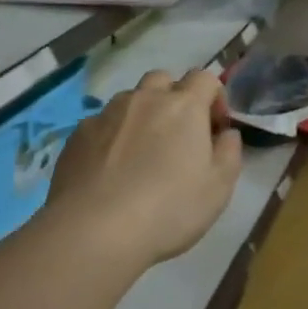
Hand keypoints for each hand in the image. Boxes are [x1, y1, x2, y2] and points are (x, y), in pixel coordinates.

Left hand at [45, 69, 243, 266]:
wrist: (94, 230)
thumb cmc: (168, 209)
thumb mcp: (218, 189)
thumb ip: (229, 153)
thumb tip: (226, 133)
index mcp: (183, 106)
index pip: (204, 78)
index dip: (214, 97)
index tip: (215, 128)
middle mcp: (144, 99)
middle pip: (163, 80)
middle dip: (174, 98)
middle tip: (177, 135)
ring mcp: (107, 114)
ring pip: (130, 100)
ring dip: (141, 115)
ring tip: (140, 154)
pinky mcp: (78, 134)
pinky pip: (101, 124)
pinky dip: (111, 137)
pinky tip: (109, 170)